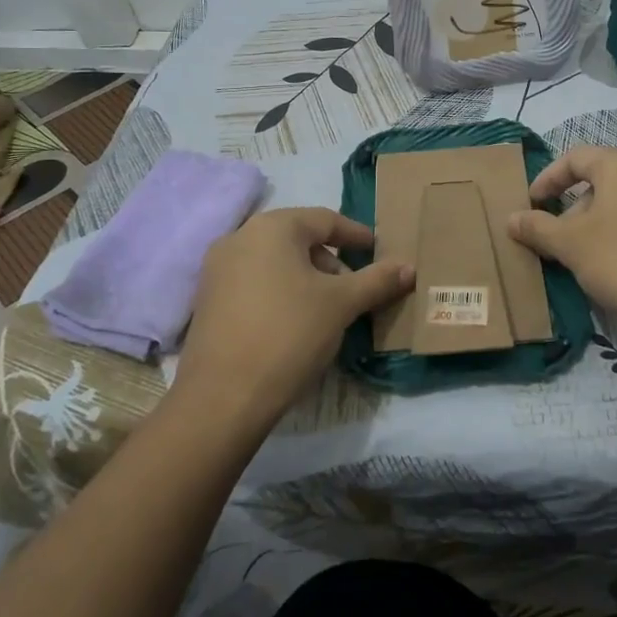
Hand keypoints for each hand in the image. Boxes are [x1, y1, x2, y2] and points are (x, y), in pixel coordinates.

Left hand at [175, 208, 412, 431]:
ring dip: (306, 278)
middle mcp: (239, 237)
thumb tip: (409, 267)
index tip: (378, 252)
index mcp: (272, 228)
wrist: (222, 397)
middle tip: (354, 288)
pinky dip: (280, 292)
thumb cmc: (288, 334)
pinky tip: (295, 323)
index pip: (325, 219)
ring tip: (327, 309)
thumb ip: (377, 280)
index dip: (356, 235)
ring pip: (275, 262)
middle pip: (298, 238)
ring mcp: (217, 269)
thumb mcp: (341, 304)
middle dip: (331, 261)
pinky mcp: (208, 300)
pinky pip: (254, 283)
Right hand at [507, 147, 616, 336]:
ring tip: (596, 251)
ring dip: (611, 218)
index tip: (532, 204)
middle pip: (606, 179)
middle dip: (578, 205)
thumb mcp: (569, 245)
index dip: (548, 179)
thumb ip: (537, 228)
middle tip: (561, 236)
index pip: (575, 158)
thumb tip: (512, 219)